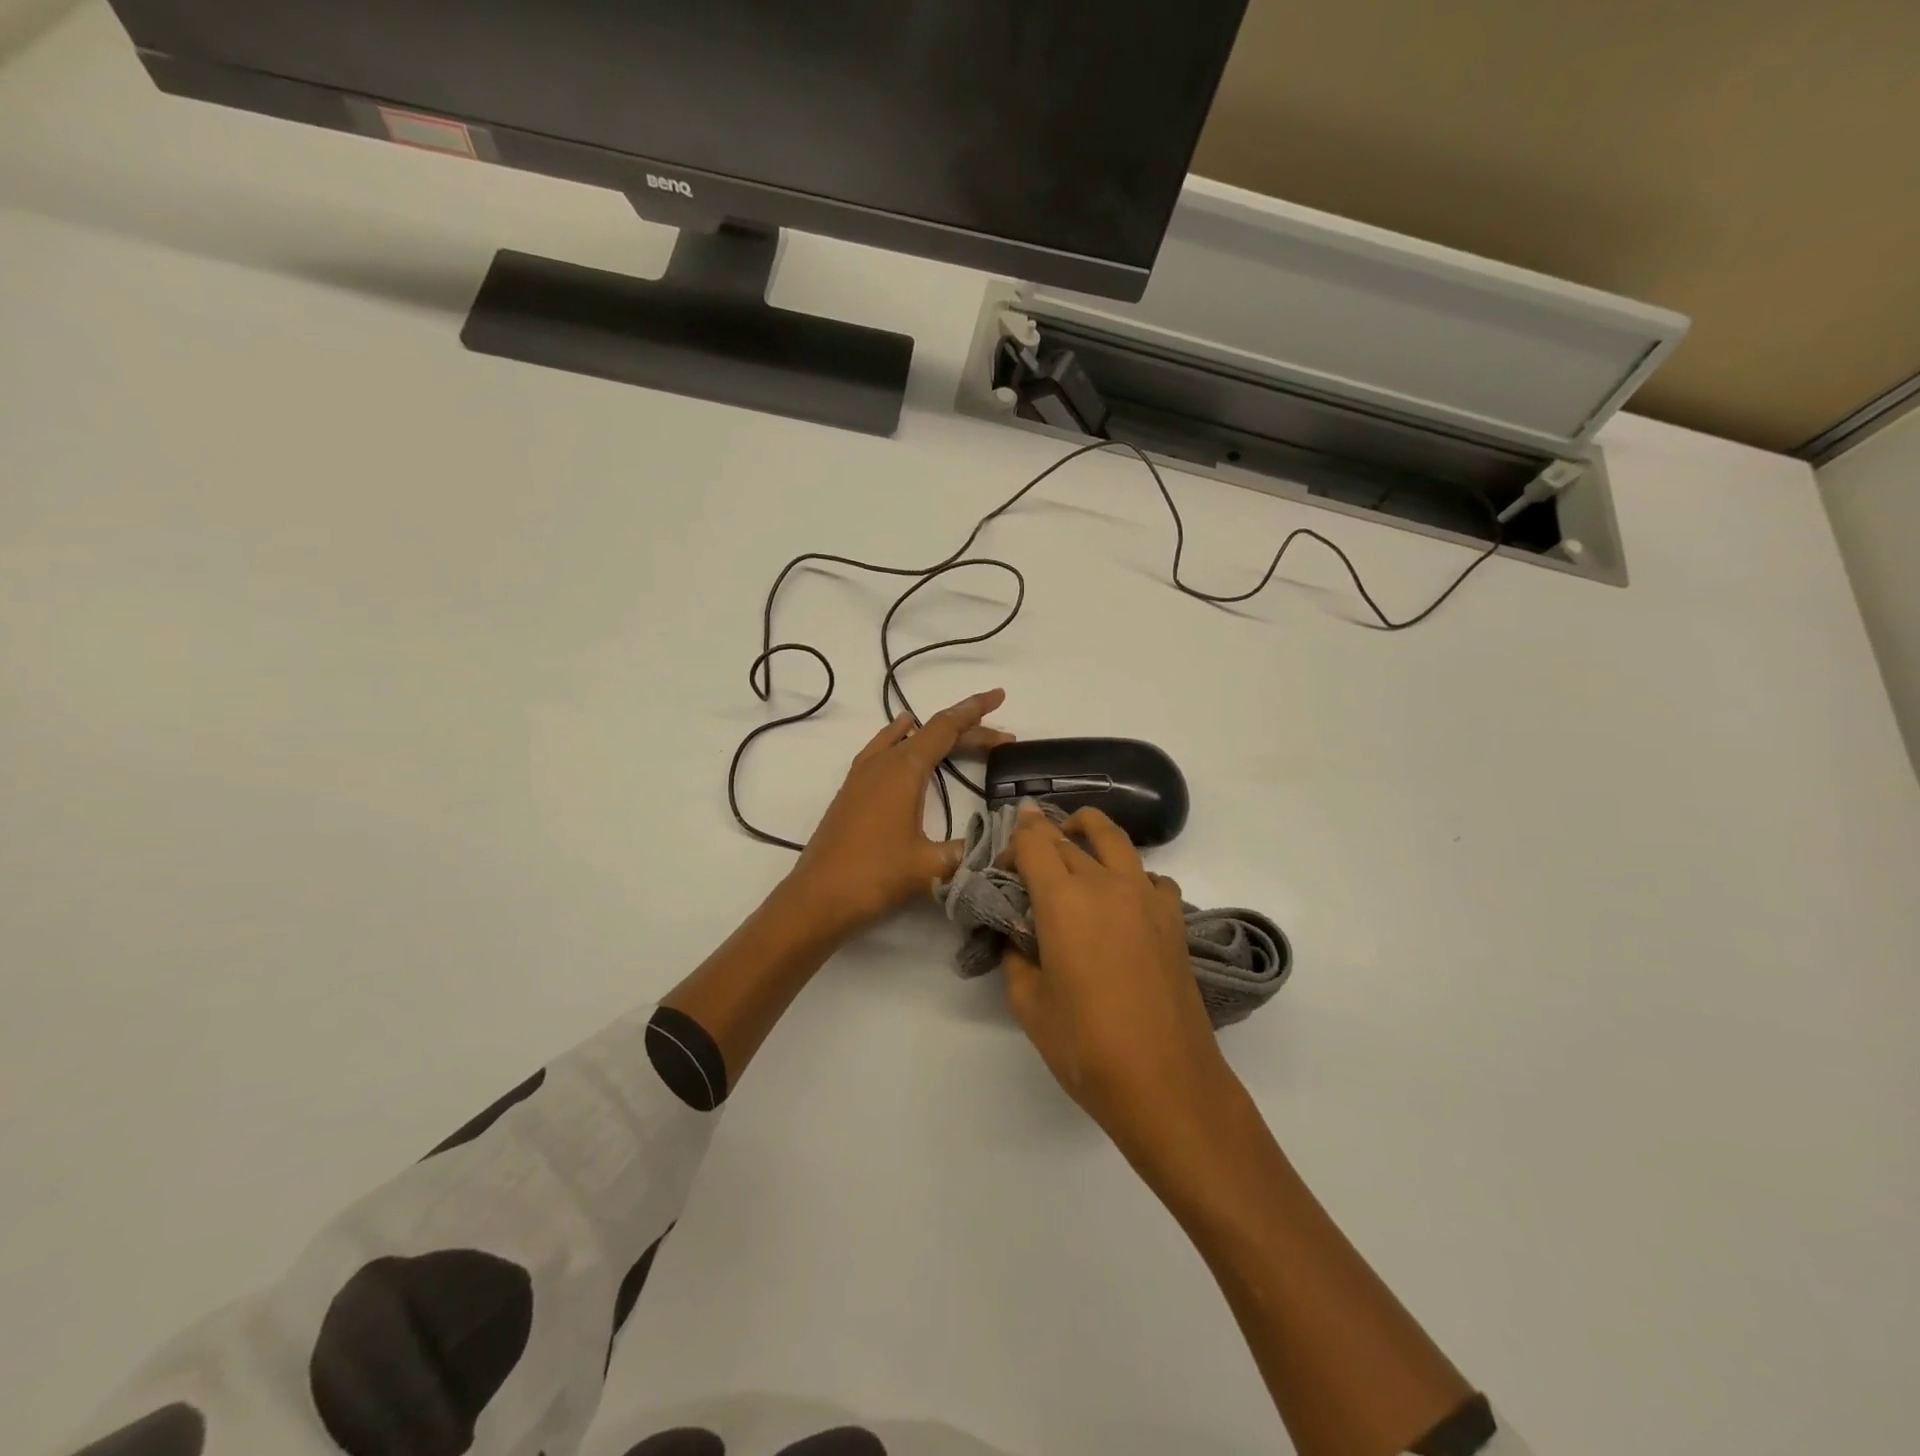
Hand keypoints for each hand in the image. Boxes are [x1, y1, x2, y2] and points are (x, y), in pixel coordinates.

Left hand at [789, 689, 1012, 934]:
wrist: (816, 899)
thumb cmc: (874, 876)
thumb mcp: (930, 866)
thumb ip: (969, 851)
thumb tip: (1002, 846)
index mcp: (903, 769)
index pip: (946, 727)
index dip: (975, 711)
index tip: (998, 695)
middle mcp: (881, 763)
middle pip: (930, 734)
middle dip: (968, 732)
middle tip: (1002, 740)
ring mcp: (862, 776)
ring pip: (905, 741)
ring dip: (936, 738)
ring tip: (960, 736)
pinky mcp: (851, 793)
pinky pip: (883, 751)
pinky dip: (902, 742)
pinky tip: (902, 746)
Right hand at [1002, 804, 1237, 1162]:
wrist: (1166, 1083)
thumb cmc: (1086, 1046)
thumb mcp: (1029, 1005)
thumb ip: (1016, 958)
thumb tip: (1018, 938)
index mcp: (1063, 900)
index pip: (1034, 842)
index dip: (1013, 840)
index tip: (1002, 862)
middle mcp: (1105, 884)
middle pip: (1067, 838)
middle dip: (1041, 838)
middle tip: (1026, 861)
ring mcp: (1145, 897)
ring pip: (1115, 839)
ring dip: (1089, 830)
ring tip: (1074, 841)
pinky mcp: (1173, 918)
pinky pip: (1150, 876)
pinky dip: (1130, 874)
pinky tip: (1122, 900)